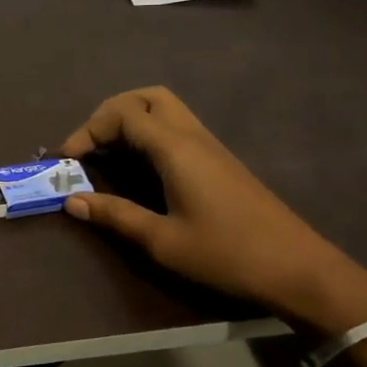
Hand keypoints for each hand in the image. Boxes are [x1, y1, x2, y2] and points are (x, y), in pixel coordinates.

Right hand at [59, 87, 366, 331]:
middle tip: (89, 145)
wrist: (299, 269)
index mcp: (176, 149)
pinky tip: (138, 165)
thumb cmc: (227, 254)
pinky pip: (175, 127)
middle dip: (109, 113)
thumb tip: (71, 201)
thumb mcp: (163, 241)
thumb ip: (115, 215)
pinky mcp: (218, 161)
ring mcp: (209, 146)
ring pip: (164, 108)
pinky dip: (148, 133)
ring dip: (130, 120)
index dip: (88, 130)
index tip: (67, 160)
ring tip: (107, 152)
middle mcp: (192, 137)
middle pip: (146, 97)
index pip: (123, 114)